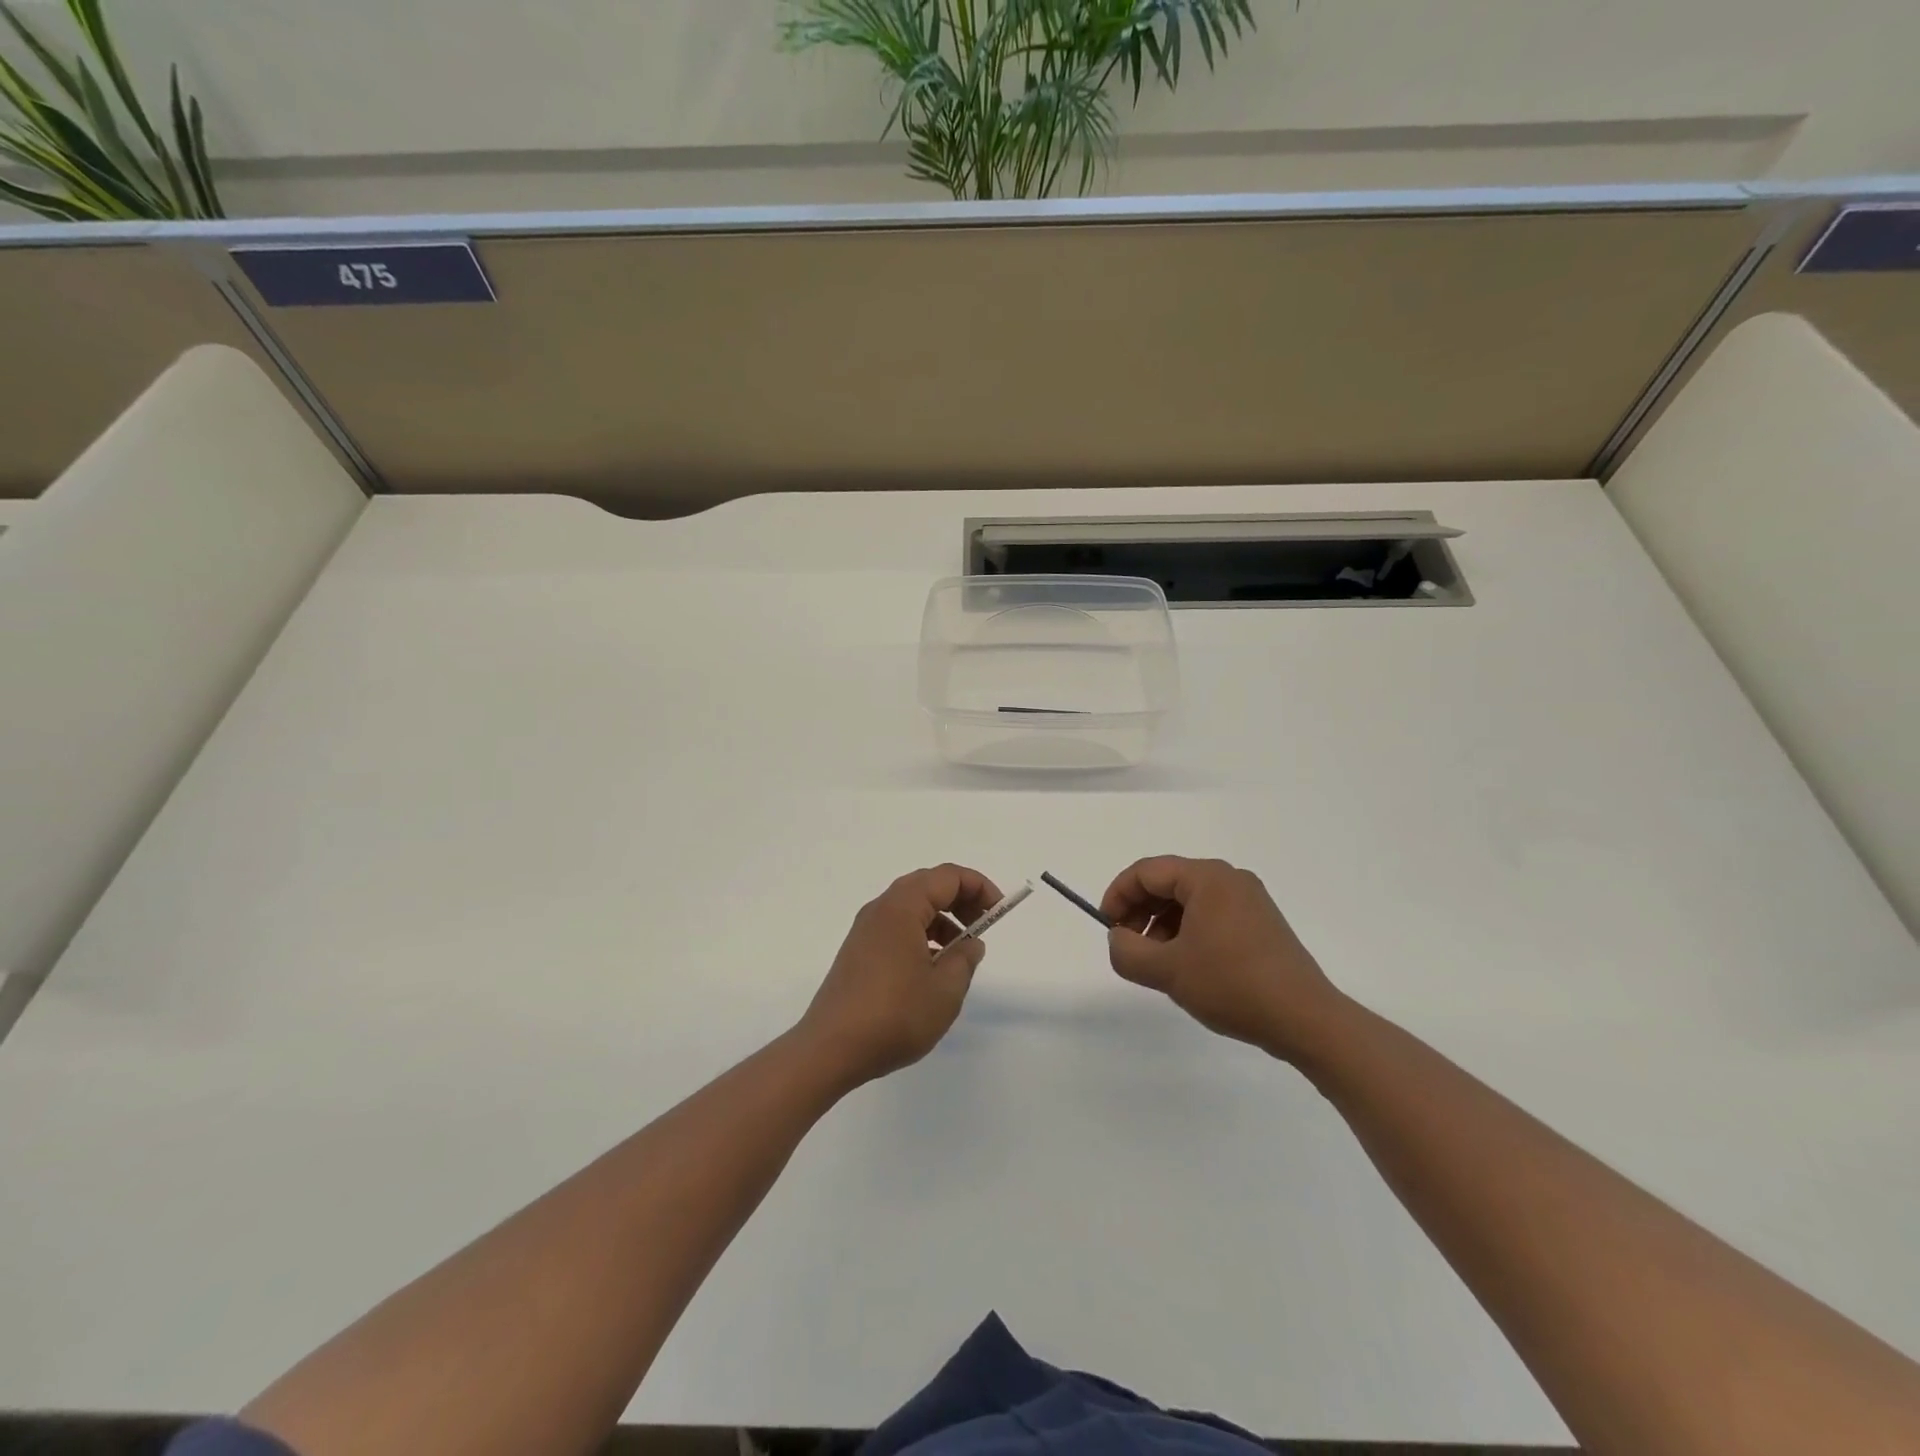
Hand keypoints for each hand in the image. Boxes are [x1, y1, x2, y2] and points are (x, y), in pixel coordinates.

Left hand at [798, 864, 1001, 1087]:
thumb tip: (970, 943)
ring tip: (961, 954)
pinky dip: (922, 936)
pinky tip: (932, 969)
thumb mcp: (945, 989)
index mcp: (901, 907)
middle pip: (928, 886)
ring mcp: (865, 931)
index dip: (979, 887)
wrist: (830, 1049)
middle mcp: (880, 909)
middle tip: (983, 927)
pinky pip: (897, 928)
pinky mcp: (858, 952)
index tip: (999, 912)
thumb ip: (965, 959)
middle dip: (961, 900)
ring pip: (911, 908)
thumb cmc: (894, 1015)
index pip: (947, 877)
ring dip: (942, 920)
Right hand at [1100, 856, 1345, 1061]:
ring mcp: (1249, 901)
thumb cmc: (1232, 985)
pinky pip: (1211, 916)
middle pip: (1168, 882)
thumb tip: (1118, 937)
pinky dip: (1188, 932)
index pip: (1146, 872)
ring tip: (1157, 962)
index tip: (1106, 927)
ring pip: (1189, 901)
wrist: (1305, 1019)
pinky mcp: (1261, 924)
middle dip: (1140, 911)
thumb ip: (1127, 950)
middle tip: (1127, 945)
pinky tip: (1187, 966)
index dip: (1118, 895)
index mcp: (1207, 877)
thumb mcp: (1167, 971)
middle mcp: (1230, 879)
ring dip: (1162, 925)